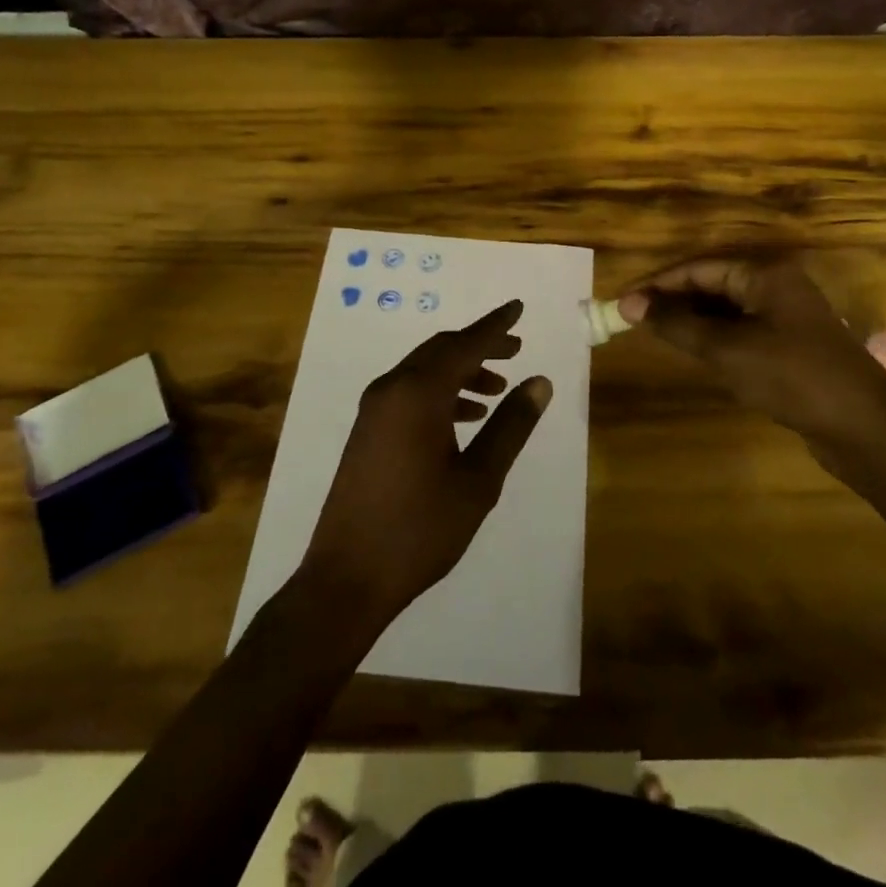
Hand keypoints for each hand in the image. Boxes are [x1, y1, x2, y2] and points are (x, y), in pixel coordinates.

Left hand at [298, 299, 552, 633]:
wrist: (346, 578)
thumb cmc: (420, 529)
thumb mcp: (478, 480)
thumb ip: (510, 427)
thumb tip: (539, 382)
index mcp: (418, 393)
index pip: (465, 343)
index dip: (495, 326)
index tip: (518, 308)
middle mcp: (391, 389)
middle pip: (441, 350)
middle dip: (479, 346)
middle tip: (515, 351)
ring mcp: (374, 409)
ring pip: (424, 371)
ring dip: (461, 371)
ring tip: (497, 390)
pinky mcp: (367, 430)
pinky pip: (409, 392)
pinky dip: (440, 392)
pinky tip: (464, 419)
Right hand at [617, 256, 885, 463]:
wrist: (864, 428)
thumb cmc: (792, 376)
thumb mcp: (727, 349)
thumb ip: (677, 325)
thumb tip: (629, 304)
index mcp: (764, 274)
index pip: (699, 269)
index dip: (658, 285)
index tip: (623, 303)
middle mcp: (776, 287)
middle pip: (712, 285)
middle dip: (674, 302)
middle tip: (633, 321)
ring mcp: (786, 317)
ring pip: (726, 311)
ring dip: (692, 321)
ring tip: (656, 336)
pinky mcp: (791, 346)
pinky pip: (741, 332)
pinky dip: (714, 339)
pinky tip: (695, 354)